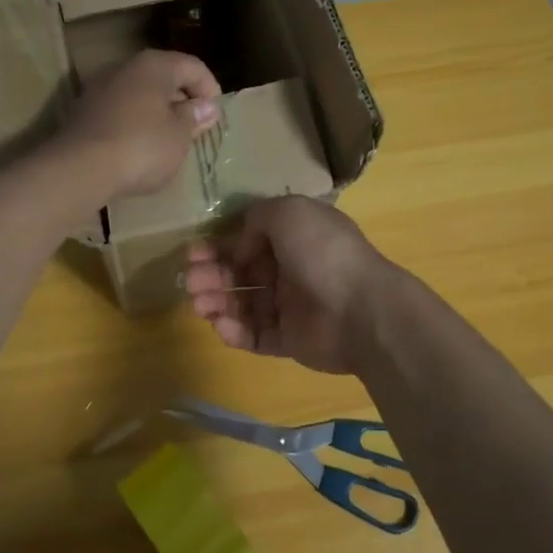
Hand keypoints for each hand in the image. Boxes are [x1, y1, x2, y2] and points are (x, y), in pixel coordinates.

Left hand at [53, 49, 220, 201]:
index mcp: (154, 65)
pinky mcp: (82, 112)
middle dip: (181, 99)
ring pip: (138, 93)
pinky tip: (139, 146)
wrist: (80, 169)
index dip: (209, 87)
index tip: (215, 114)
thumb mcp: (179, 136)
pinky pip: (118, 110)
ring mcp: (99, 88)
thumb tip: (206, 107)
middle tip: (194, 126)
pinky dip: (134, 122)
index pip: (191, 65)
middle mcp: (124, 67)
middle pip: (162, 76)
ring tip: (168, 138)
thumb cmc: (142, 146)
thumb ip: (194, 118)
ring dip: (156, 111)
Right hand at [185, 197, 395, 374]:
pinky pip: (254, 335)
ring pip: (242, 304)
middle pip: (240, 272)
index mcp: (294, 238)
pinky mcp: (288, 341)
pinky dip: (234, 331)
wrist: (361, 310)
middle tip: (191, 280)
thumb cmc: (323, 252)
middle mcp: (290, 269)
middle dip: (212, 274)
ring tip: (199, 304)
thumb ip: (258, 217)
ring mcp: (290, 307)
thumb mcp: (289, 212)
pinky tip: (220, 324)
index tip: (194, 252)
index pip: (248, 240)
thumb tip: (241, 243)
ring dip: (216, 301)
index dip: (219, 245)